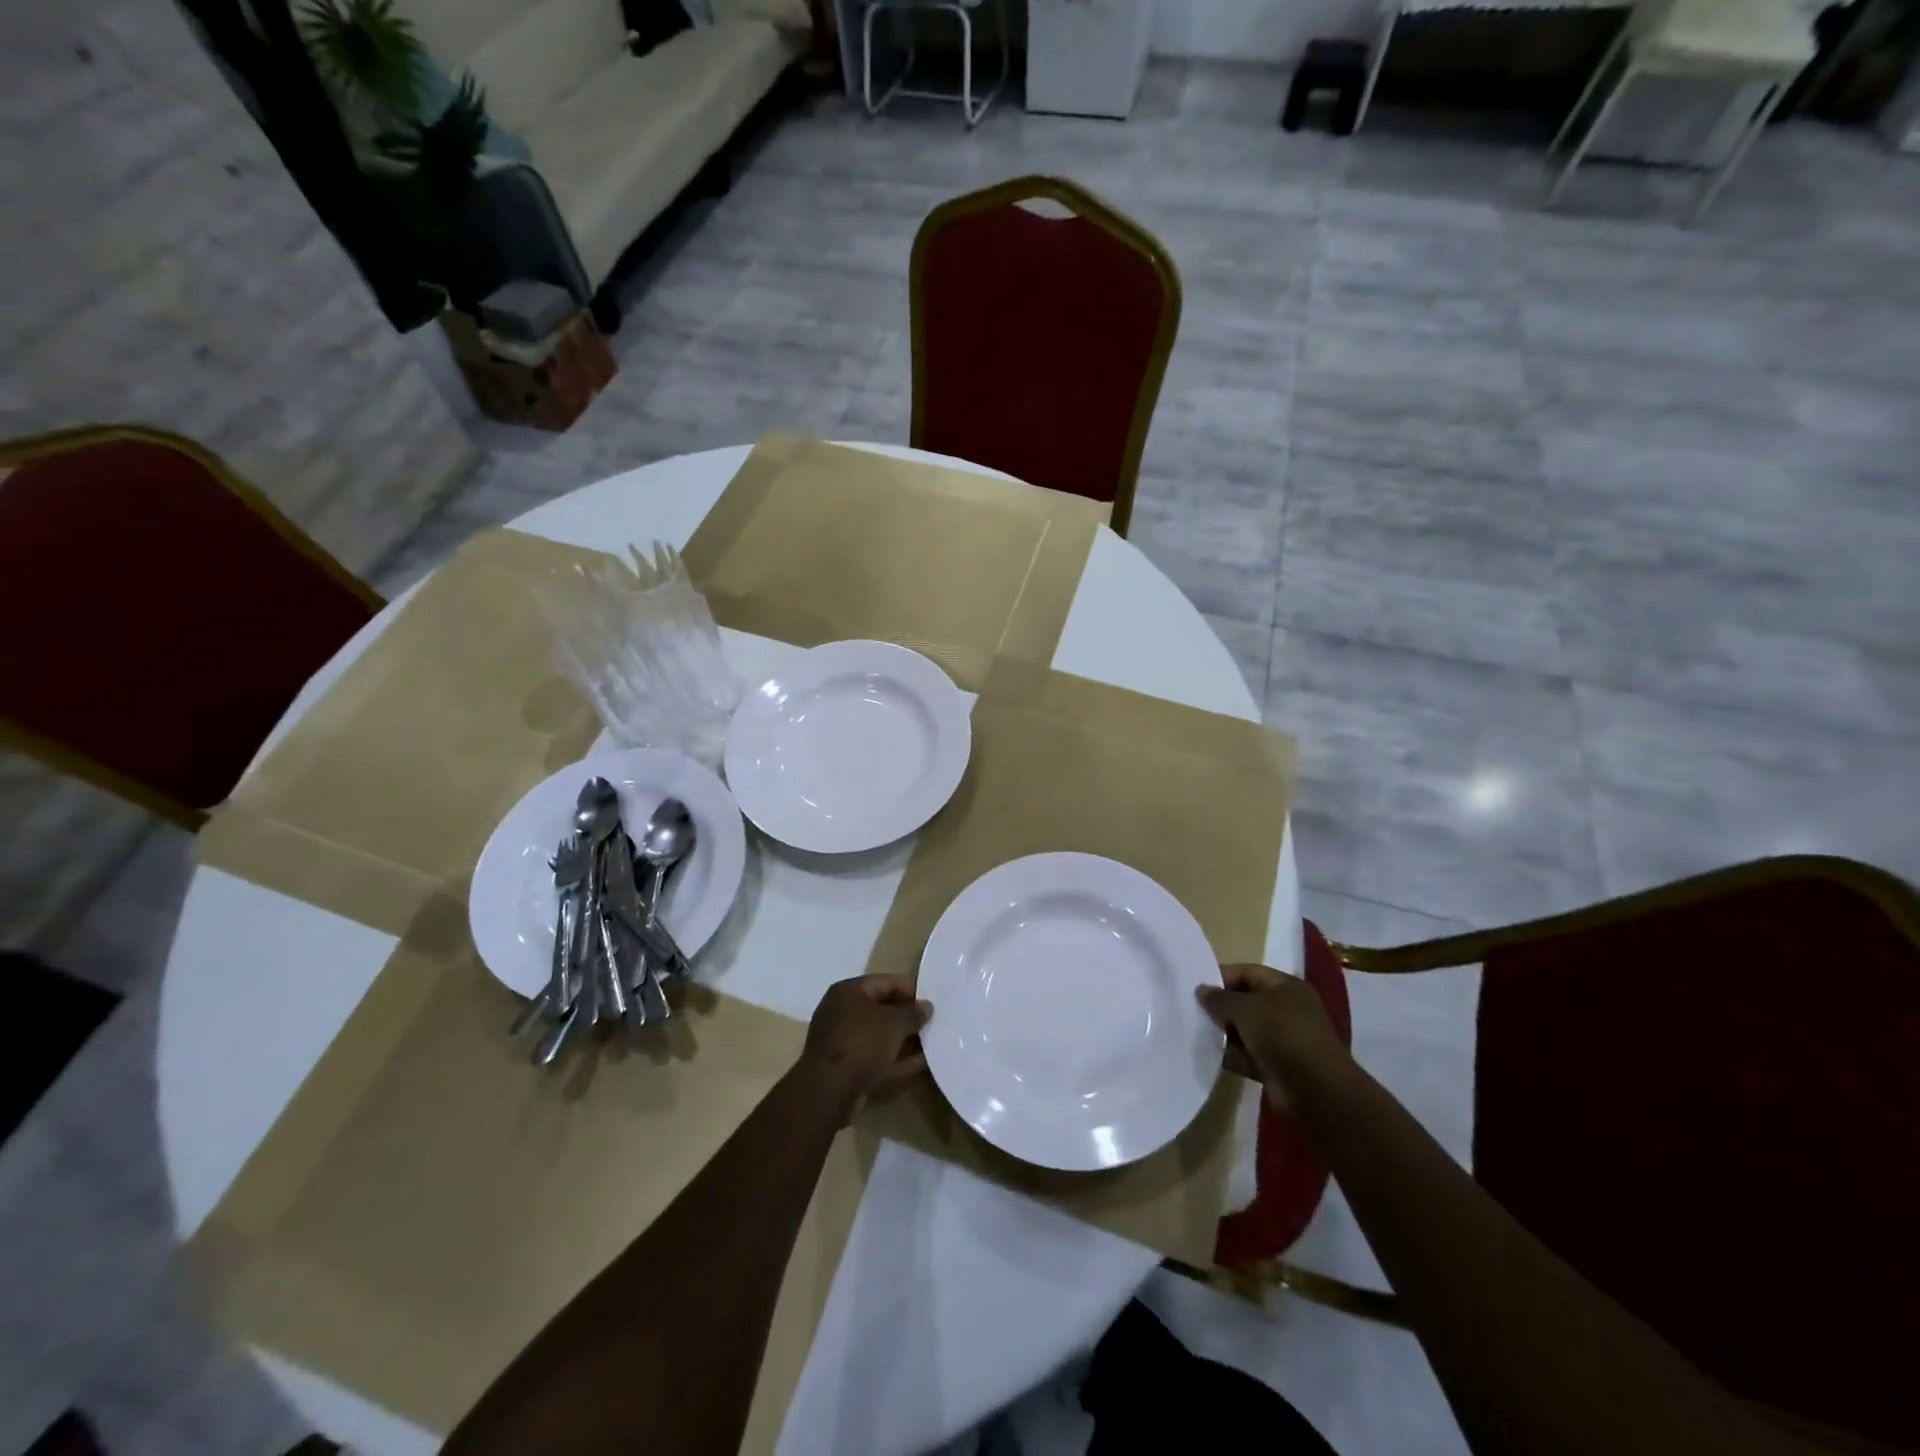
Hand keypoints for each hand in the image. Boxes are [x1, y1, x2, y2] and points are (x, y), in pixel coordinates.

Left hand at [799, 974, 931, 1119]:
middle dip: (907, 1017)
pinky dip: (895, 1059)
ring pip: (879, 1036)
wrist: (830, 1091)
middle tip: (932, 1023)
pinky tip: (921, 1064)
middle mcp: (841, 1012)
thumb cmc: (862, 1042)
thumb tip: (926, 1007)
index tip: (932, 1002)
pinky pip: (875, 1057)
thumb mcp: (895, 1022)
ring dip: (903, 1040)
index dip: (910, 990)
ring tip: (931, 1043)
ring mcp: (841, 1041)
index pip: (885, 982)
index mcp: (848, 991)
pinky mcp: (845, 1068)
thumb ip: (913, 1013)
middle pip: (881, 1009)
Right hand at [1196, 964, 1346, 1107]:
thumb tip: (1201, 989)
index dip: (1221, 977)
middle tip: (1193, 1011)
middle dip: (1221, 1008)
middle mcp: (1286, 1009)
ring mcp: (1284, 1039)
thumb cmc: (1282, 1034)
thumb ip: (1220, 998)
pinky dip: (1234, 1056)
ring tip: (1198, 1033)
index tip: (1195, 987)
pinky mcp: (1278, 1065)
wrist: (1315, 1090)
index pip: (1247, 973)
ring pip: (1246, 1030)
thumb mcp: (1245, 1009)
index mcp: (1285, 987)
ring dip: (1225, 1033)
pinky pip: (1249, 1055)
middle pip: (1246, 1002)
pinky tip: (1212, 1056)